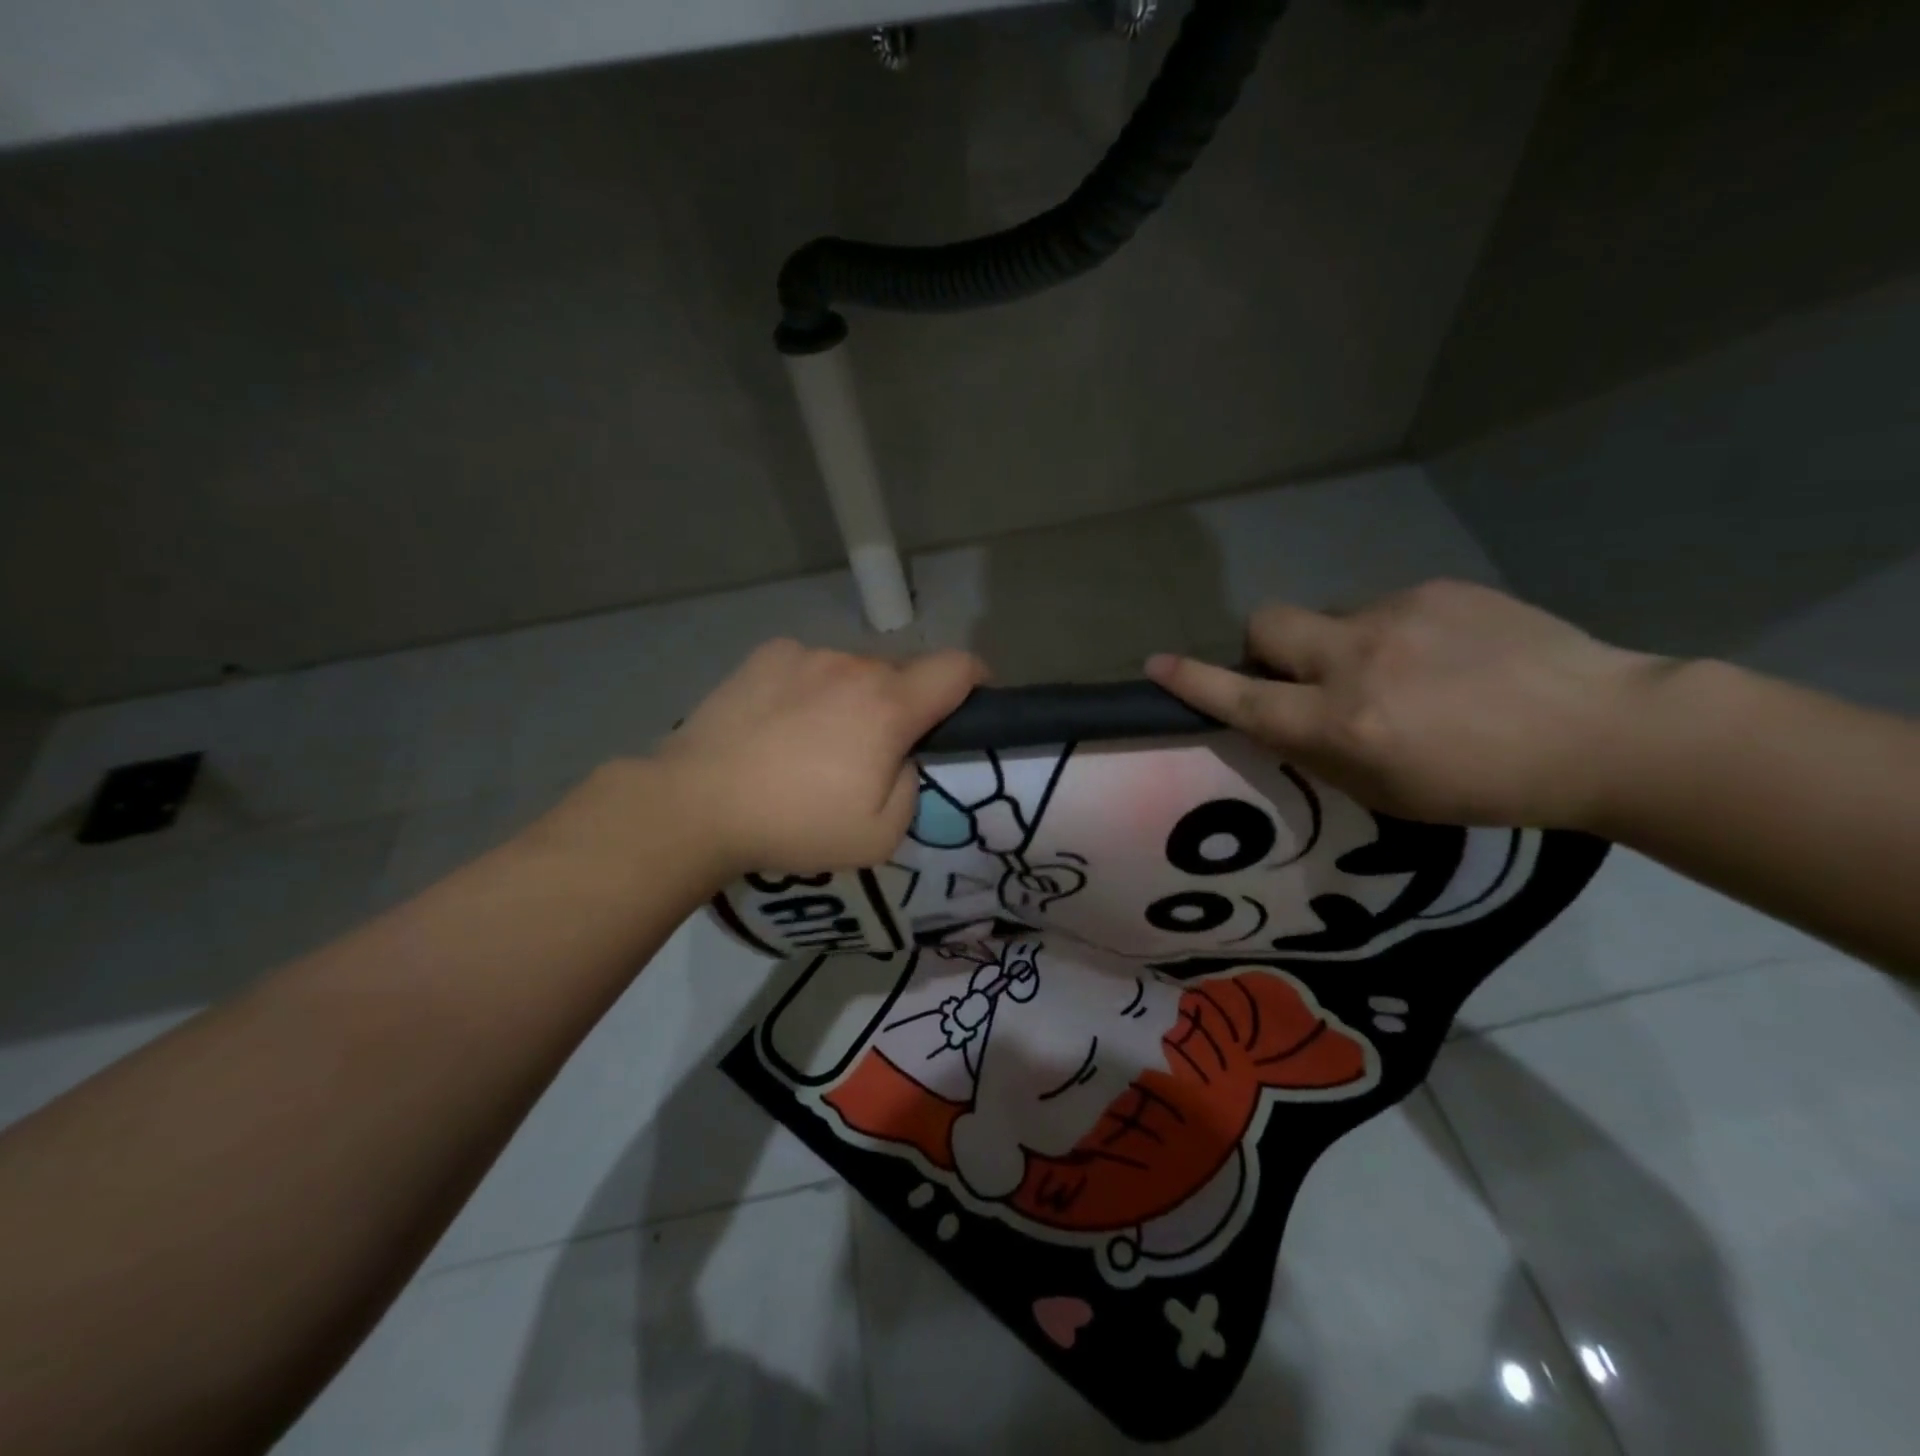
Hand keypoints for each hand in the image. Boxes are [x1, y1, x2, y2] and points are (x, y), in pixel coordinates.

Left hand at [653, 638, 985, 877]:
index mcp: (889, 706)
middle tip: (872, 753)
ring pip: (852, 672)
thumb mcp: (880, 836)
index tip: (971, 703)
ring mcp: (806, 655)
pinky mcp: (765, 656)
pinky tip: (778, 724)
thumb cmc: (796, 824)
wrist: (697, 803)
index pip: (958, 668)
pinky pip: (809, 667)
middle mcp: (854, 666)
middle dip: (902, 707)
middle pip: (901, 675)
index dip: (977, 680)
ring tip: (814, 743)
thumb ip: (910, 788)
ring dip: (853, 698)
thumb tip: (899, 758)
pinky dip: (810, 689)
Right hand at [1146, 580, 1669, 827]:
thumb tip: (1284, 716)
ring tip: (1405, 674)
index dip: (1194, 682)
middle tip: (1301, 674)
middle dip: (1263, 647)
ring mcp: (1398, 615)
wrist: (1604, 731)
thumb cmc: (1486, 786)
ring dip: (1340, 646)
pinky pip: (1385, 608)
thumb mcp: (1386, 794)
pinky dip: (1394, 634)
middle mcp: (1356, 660)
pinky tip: (1447, 658)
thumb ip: (1322, 751)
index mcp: (1343, 723)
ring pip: (1329, 618)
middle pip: (1265, 624)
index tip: (1156, 665)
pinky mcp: (1439, 589)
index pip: (1244, 699)